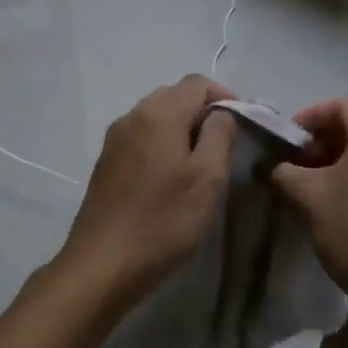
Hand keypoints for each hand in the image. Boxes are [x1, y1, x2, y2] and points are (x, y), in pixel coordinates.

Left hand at [59, 76, 237, 302]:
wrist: (102, 264)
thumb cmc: (164, 221)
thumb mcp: (208, 178)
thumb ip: (220, 135)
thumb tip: (221, 113)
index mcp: (158, 113)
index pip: (198, 83)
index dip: (226, 97)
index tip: (245, 126)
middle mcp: (132, 116)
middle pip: (174, 96)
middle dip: (203, 112)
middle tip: (226, 146)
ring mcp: (114, 141)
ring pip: (156, 118)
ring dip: (182, 130)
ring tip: (202, 164)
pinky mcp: (105, 164)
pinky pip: (141, 139)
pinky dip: (162, 146)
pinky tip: (171, 178)